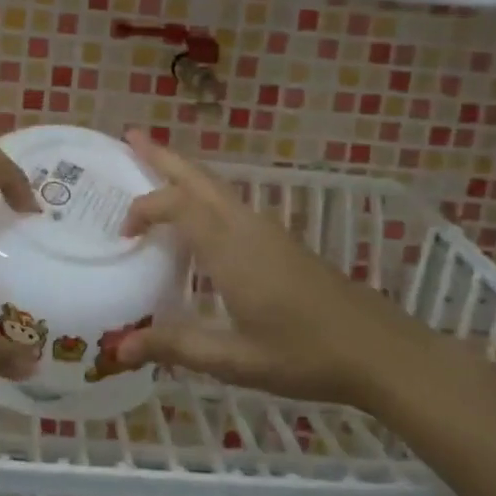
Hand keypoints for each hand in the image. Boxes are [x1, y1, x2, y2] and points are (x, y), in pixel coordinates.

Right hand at [113, 131, 419, 406]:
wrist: (379, 350)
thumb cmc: (304, 355)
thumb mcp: (235, 360)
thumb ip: (176, 347)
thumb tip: (117, 348)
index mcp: (230, 249)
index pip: (177, 205)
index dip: (144, 209)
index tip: (124, 235)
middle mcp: (246, 227)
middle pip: (198, 178)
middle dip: (162, 156)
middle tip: (130, 136)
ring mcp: (267, 230)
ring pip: (216, 187)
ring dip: (183, 172)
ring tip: (154, 164)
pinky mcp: (280, 240)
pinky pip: (229, 203)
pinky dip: (202, 193)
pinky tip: (196, 216)